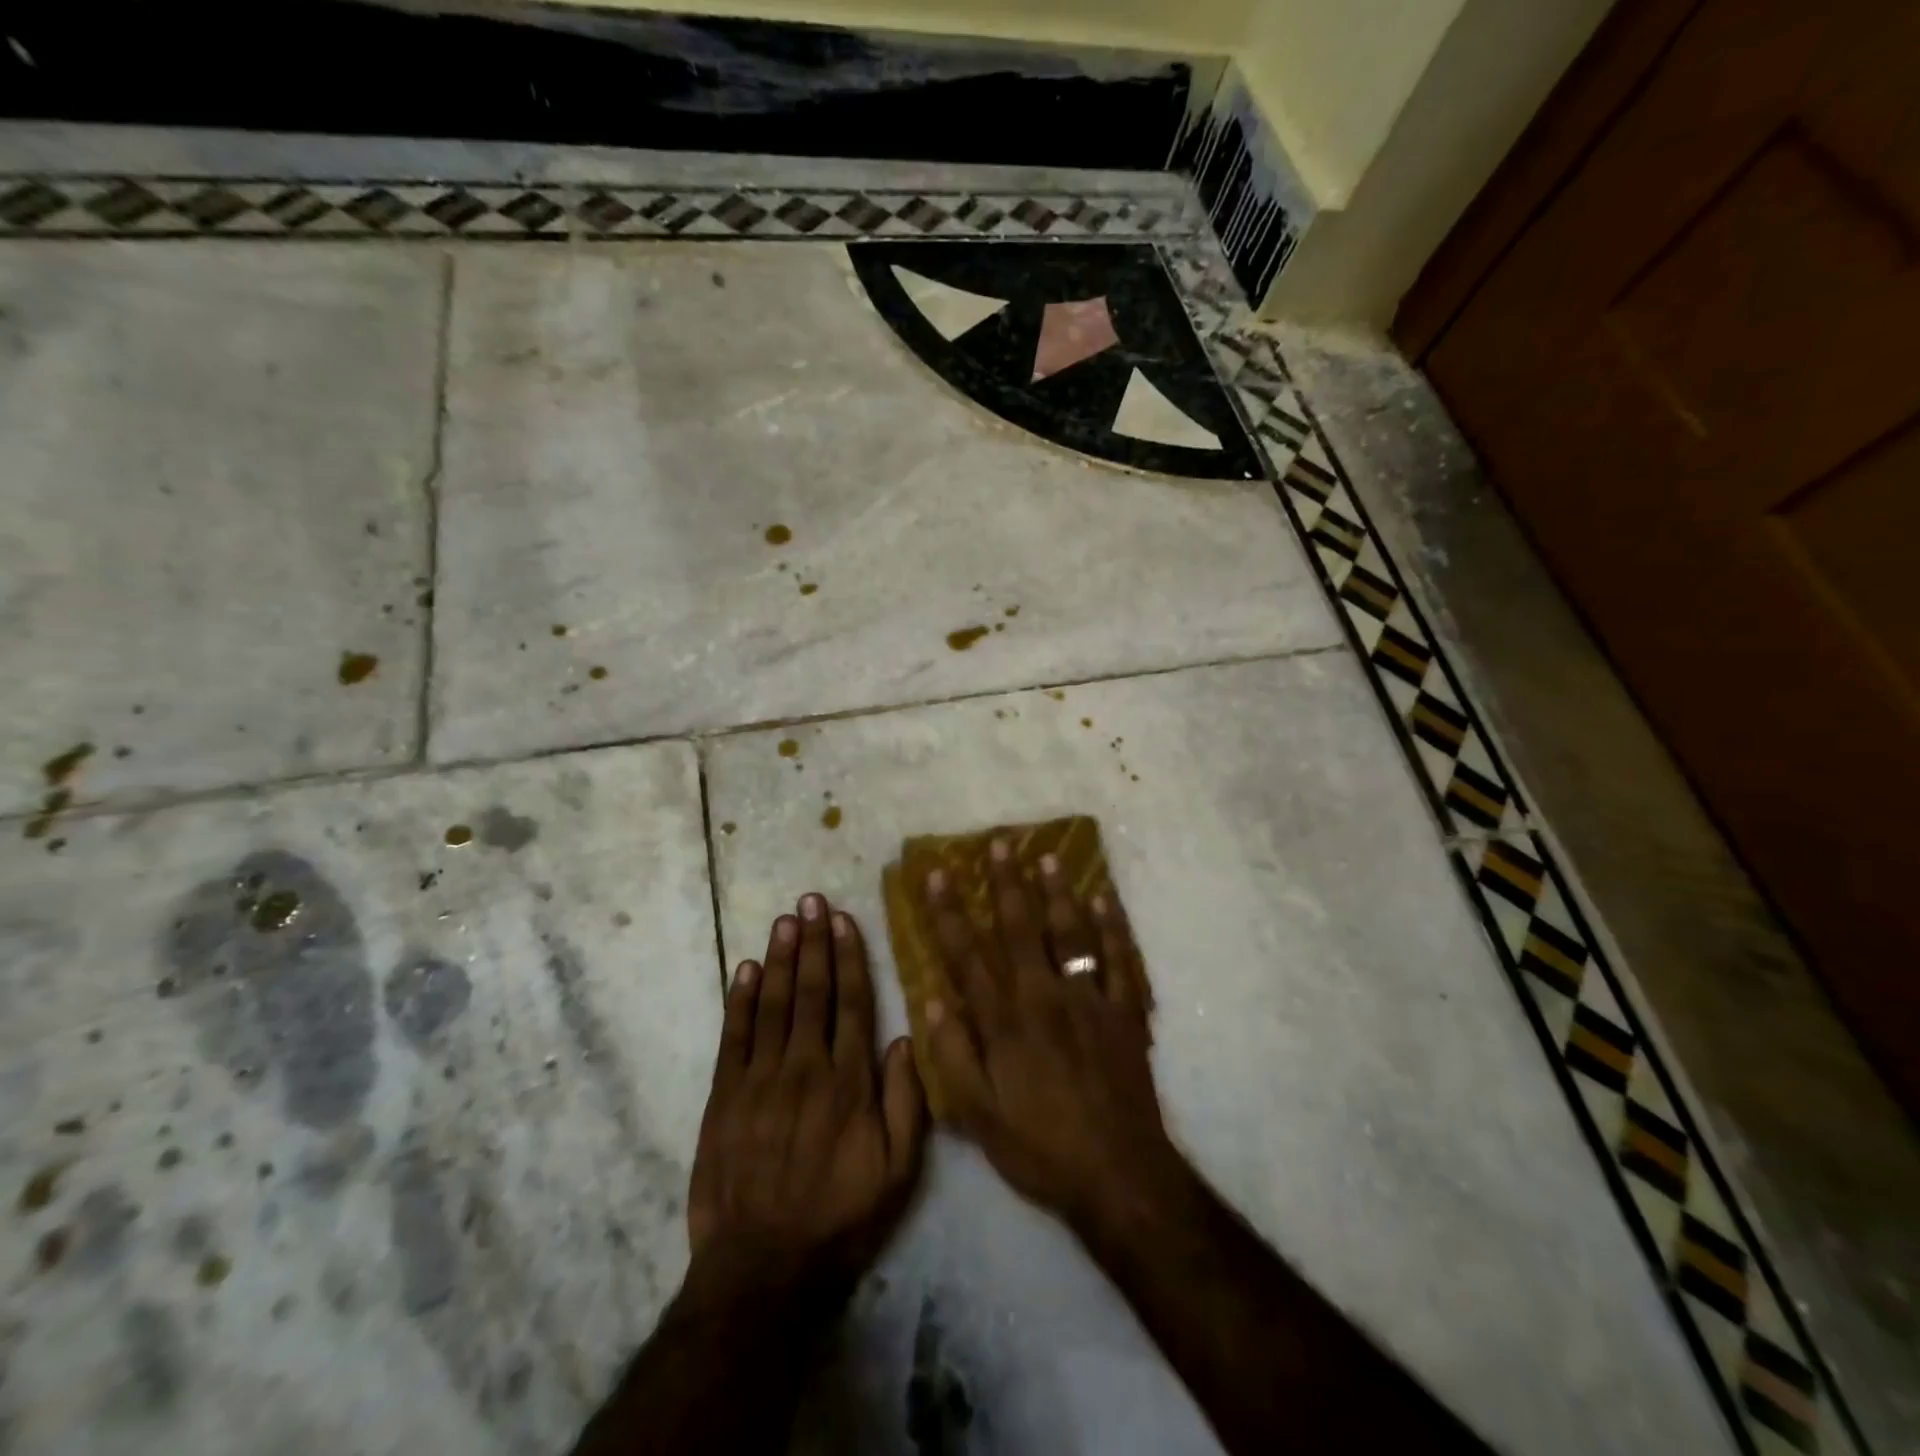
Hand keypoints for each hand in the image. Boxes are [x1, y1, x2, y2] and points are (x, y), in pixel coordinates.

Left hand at [686, 894, 926, 1308]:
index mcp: (849, 1082)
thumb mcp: (898, 1172)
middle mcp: (805, 1067)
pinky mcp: (724, 1097)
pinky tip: (744, 969)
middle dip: (813, 942)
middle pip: (811, 991)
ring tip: (785, 919)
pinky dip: (739, 1000)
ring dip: (779, 958)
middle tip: (811, 900)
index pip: (852, 1003)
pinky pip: (733, 1037)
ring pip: (772, 1004)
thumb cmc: (839, 1218)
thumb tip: (906, 1038)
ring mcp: (760, 1079)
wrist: (762, 1269)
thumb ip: (907, 1102)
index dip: (849, 958)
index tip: (845, 920)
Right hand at [920, 841, 1176, 1227]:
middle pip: (1020, 928)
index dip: (948, 912)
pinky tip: (1104, 898)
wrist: (1118, 1175)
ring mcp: (1089, 1000)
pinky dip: (1113, 927)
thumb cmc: (1040, 1148)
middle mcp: (1044, 997)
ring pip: (1070, 933)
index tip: (936, 874)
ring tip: (1047, 857)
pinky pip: (1120, 959)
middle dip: (1005, 883)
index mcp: (1005, 1021)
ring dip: (1057, 892)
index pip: (967, 955)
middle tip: (998, 844)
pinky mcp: (1125, 1012)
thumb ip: (952, 1056)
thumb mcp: (979, 1116)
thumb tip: (929, 1000)